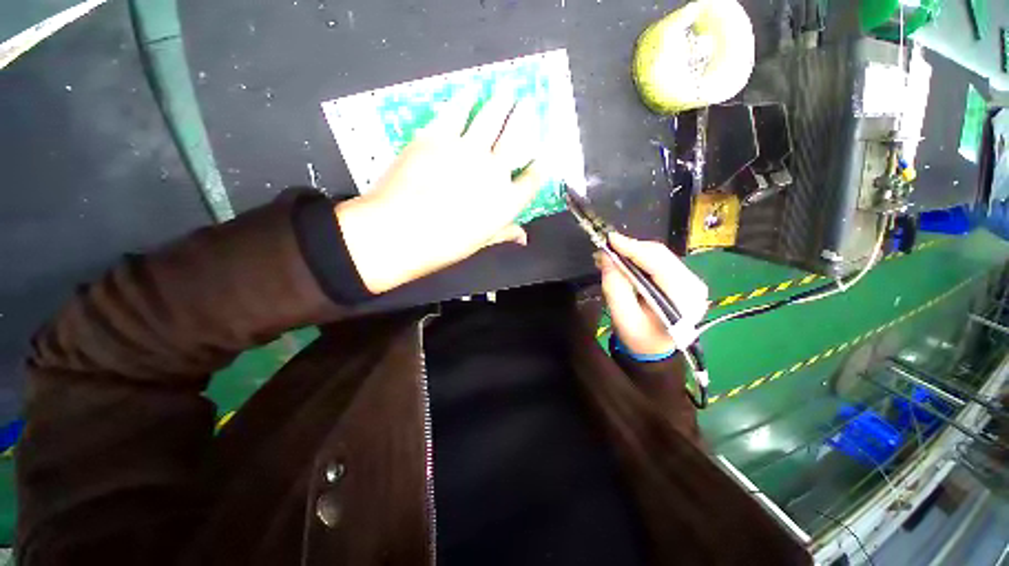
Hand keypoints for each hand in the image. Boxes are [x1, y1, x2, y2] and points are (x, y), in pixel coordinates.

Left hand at [335, 88, 543, 293]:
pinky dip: (465, 100)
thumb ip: (503, 233)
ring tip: (506, 92)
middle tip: (528, 104)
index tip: (540, 160)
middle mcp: (493, 172)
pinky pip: (456, 111)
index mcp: (505, 202)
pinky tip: (470, 93)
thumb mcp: (479, 243)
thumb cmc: (443, 245)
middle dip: (524, 119)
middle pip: (515, 139)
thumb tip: (522, 237)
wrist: (399, 231)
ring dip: (501, 103)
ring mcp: (466, 151)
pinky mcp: (438, 136)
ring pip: (491, 119)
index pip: (531, 181)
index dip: (538, 169)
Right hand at [597, 233, 707, 355]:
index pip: (658, 264)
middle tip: (605, 249)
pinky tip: (623, 261)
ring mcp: (691, 281)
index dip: (633, 248)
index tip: (610, 239)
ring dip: (633, 252)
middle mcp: (694, 286)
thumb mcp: (623, 318)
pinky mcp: (683, 278)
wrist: (654, 349)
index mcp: (684, 300)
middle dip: (630, 248)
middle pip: (660, 255)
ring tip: (610, 256)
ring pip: (659, 255)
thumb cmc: (639, 338)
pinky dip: (638, 257)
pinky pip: (659, 260)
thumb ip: (615, 288)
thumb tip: (607, 257)